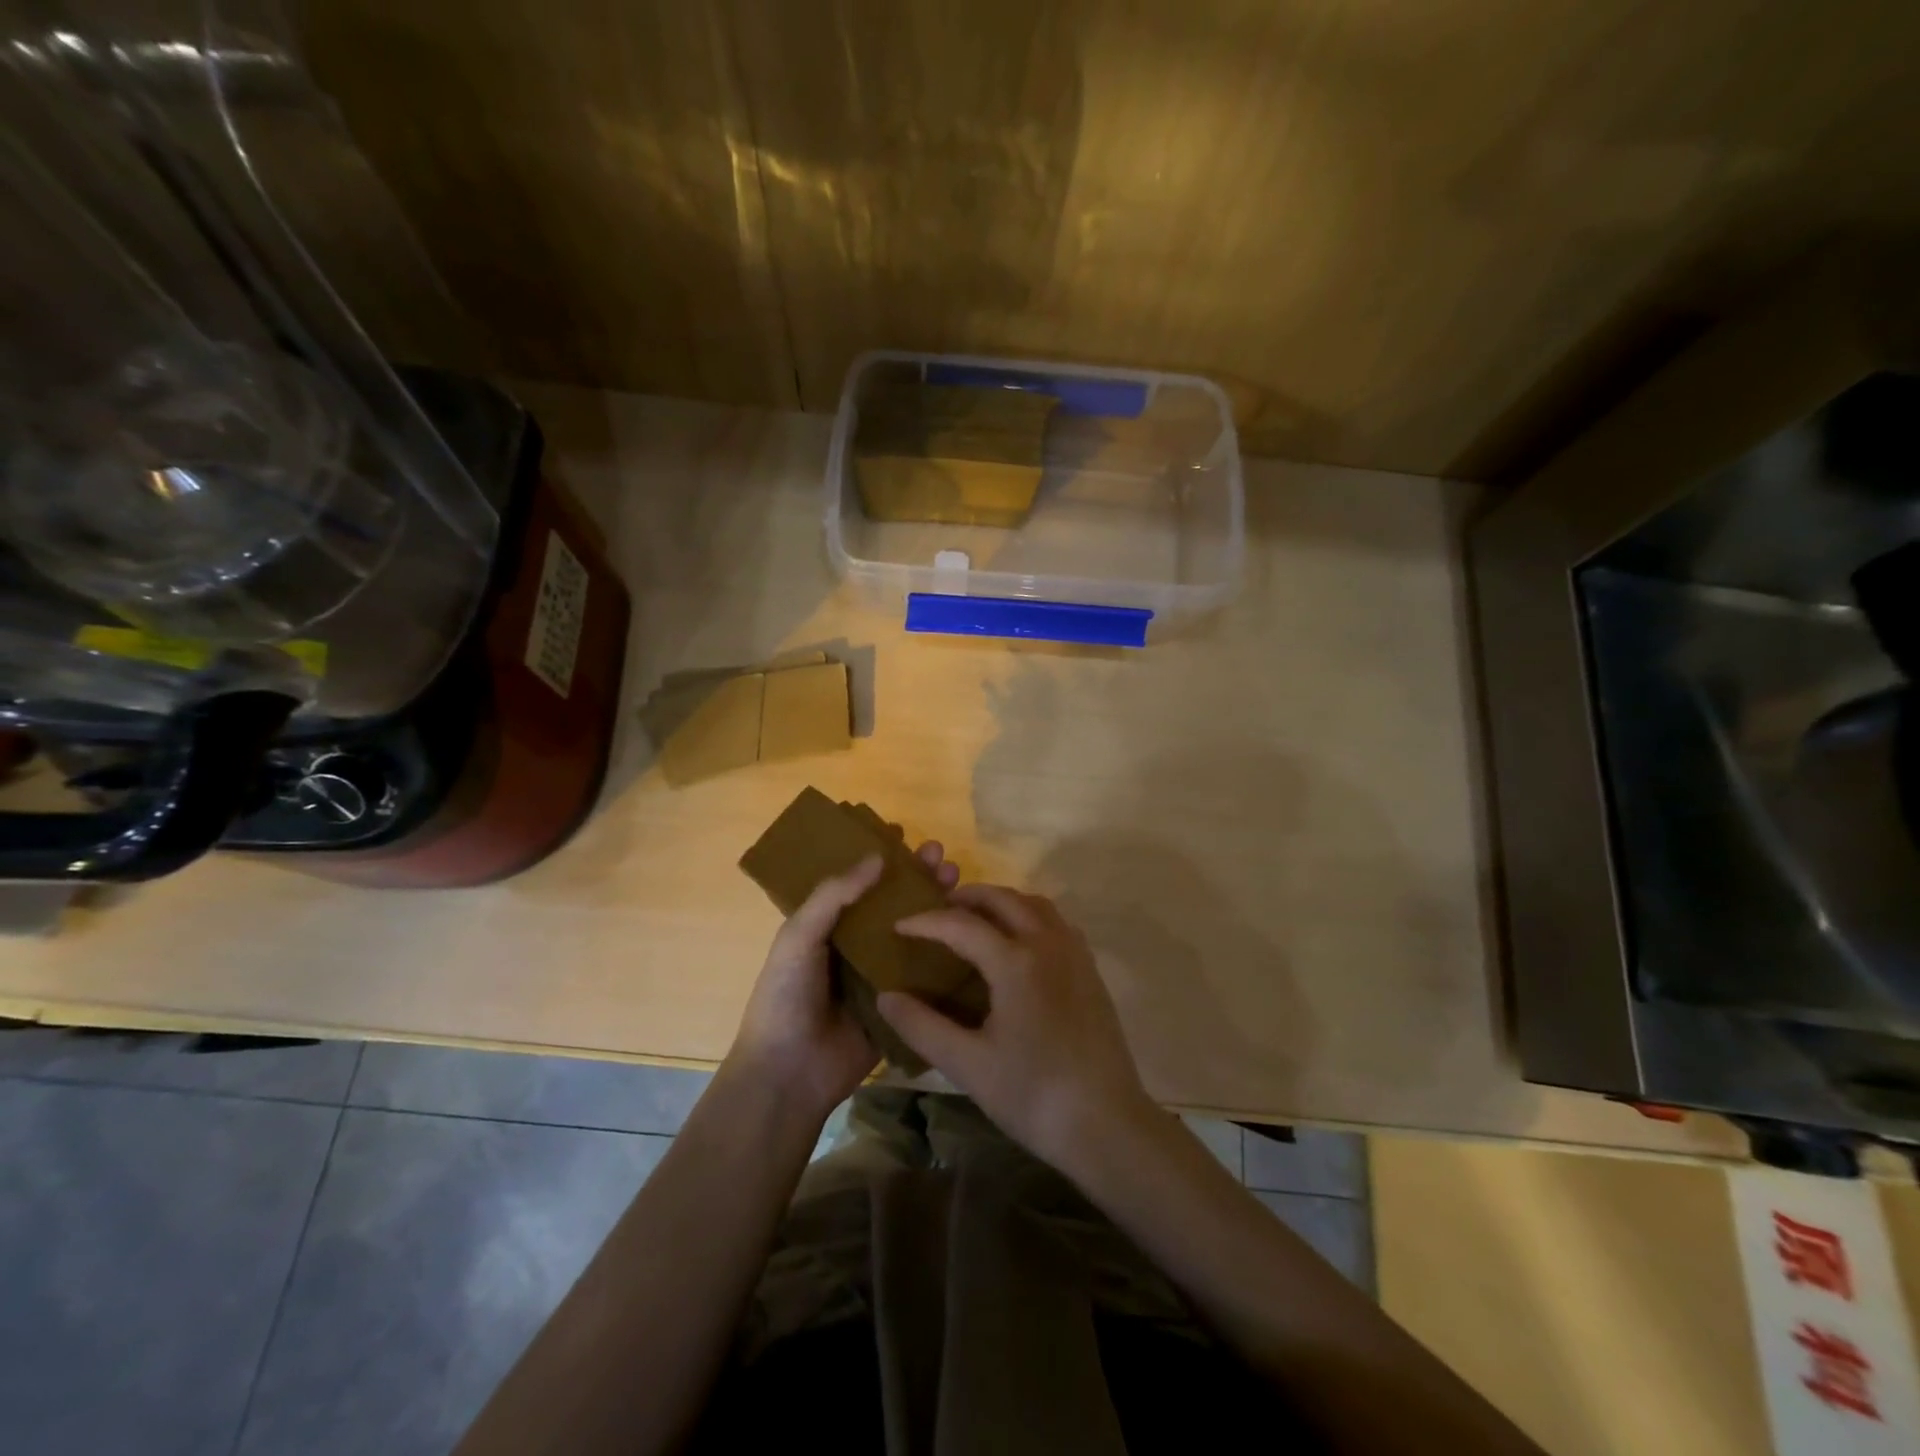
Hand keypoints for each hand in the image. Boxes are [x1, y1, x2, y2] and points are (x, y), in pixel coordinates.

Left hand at [727, 841, 959, 1124]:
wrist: (791, 1072)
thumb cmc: (786, 996)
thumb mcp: (799, 936)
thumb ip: (834, 895)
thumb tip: (877, 856)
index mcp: (827, 925)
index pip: (857, 881)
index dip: (878, 856)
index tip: (902, 833)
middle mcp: (856, 943)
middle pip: (892, 901)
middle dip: (916, 875)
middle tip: (941, 854)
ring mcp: (880, 973)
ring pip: (914, 930)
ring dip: (935, 903)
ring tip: (958, 878)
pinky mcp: (901, 1002)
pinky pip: (926, 972)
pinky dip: (946, 949)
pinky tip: (970, 929)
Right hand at [877, 884, 1154, 1169]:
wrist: (1106, 1124)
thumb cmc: (1032, 1095)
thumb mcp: (967, 1065)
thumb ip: (921, 1026)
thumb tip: (885, 996)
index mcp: (1015, 961)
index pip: (961, 925)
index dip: (925, 921)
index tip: (897, 925)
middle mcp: (1047, 943)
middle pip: (1002, 899)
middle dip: (966, 898)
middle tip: (936, 911)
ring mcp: (1074, 953)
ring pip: (1034, 904)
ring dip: (1001, 902)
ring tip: (975, 921)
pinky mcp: (1090, 970)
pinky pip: (1056, 922)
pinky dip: (1029, 916)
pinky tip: (1018, 944)